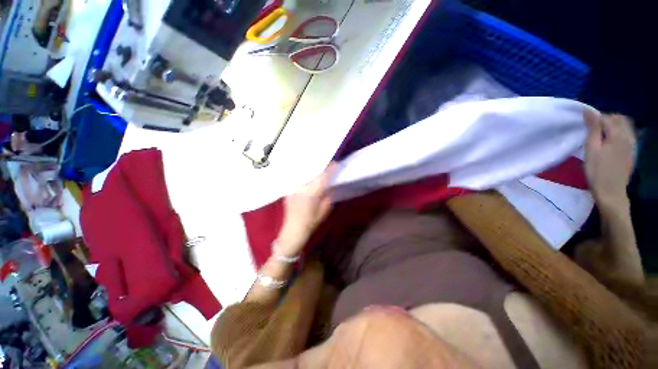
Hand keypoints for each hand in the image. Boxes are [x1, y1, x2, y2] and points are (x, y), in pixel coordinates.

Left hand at [277, 164, 335, 255]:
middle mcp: (302, 187)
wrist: (293, 229)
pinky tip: (308, 174)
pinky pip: (298, 178)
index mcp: (312, 193)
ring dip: (312, 168)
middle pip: (312, 172)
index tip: (335, 164)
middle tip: (328, 162)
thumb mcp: (324, 210)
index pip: (322, 177)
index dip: (329, 169)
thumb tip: (330, 185)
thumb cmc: (311, 222)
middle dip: (321, 166)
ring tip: (318, 165)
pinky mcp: (289, 190)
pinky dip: (304, 174)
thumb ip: (328, 196)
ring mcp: (294, 188)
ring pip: (304, 173)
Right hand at [584, 111, 634, 208]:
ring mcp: (632, 144)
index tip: (585, 127)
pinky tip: (611, 141)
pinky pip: (628, 134)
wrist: (611, 192)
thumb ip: (592, 129)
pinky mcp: (632, 151)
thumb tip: (589, 111)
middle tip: (593, 131)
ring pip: (625, 125)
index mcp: (617, 135)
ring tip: (601, 135)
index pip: (606, 117)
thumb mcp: (591, 149)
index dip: (595, 119)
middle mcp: (628, 136)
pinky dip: (619, 132)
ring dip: (613, 126)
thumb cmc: (597, 171)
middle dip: (605, 120)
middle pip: (618, 119)